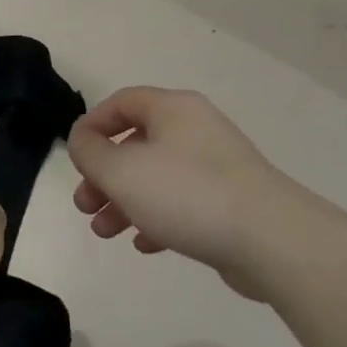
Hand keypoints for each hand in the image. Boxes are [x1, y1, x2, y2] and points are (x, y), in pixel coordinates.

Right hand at [68, 87, 305, 299]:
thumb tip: (82, 139)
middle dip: (104, 175)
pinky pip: (182, 203)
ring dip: (124, 202)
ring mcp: (217, 167)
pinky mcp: (230, 202)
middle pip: (136, 143)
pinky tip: (145, 244)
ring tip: (105, 232)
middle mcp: (196, 130)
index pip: (123, 102)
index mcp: (173, 109)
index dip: (92, 125)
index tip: (74, 156)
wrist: (271, 240)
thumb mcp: (121, 170)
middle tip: (86, 205)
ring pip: (157, 177)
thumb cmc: (186, 194)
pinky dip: (157, 218)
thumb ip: (90, 152)